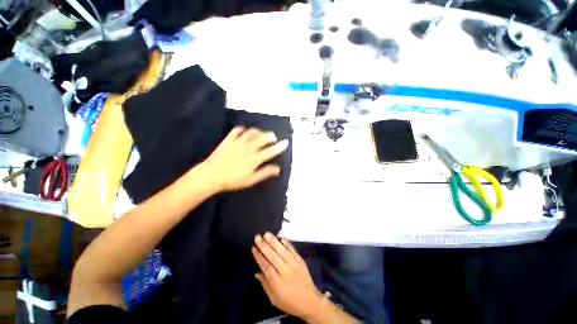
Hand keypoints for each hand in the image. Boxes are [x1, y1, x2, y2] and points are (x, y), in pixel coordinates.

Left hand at [203, 127, 288, 191]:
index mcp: (255, 158)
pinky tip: (245, 131)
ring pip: (252, 132)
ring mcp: (238, 141)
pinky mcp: (228, 139)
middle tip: (273, 137)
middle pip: (262, 138)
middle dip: (270, 136)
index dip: (279, 146)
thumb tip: (278, 169)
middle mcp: (248, 147)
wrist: (212, 174)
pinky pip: (237, 130)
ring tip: (261, 133)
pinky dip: (243, 129)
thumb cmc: (232, 181)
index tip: (285, 142)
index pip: (270, 151)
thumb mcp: (250, 180)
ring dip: (258, 131)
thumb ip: (264, 173)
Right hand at [252, 233, 323, 319]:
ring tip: (267, 234)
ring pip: (284, 252)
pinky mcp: (303, 265)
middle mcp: (286, 272)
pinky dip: (288, 245)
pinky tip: (282, 239)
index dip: (259, 257)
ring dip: (275, 242)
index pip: (266, 266)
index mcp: (277, 282)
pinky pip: (294, 253)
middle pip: (274, 257)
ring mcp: (296, 267)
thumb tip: (257, 273)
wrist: (311, 303)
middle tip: (257, 236)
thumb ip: (265, 285)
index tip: (253, 248)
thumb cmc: (290, 303)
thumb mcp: (274, 299)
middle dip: (265, 246)